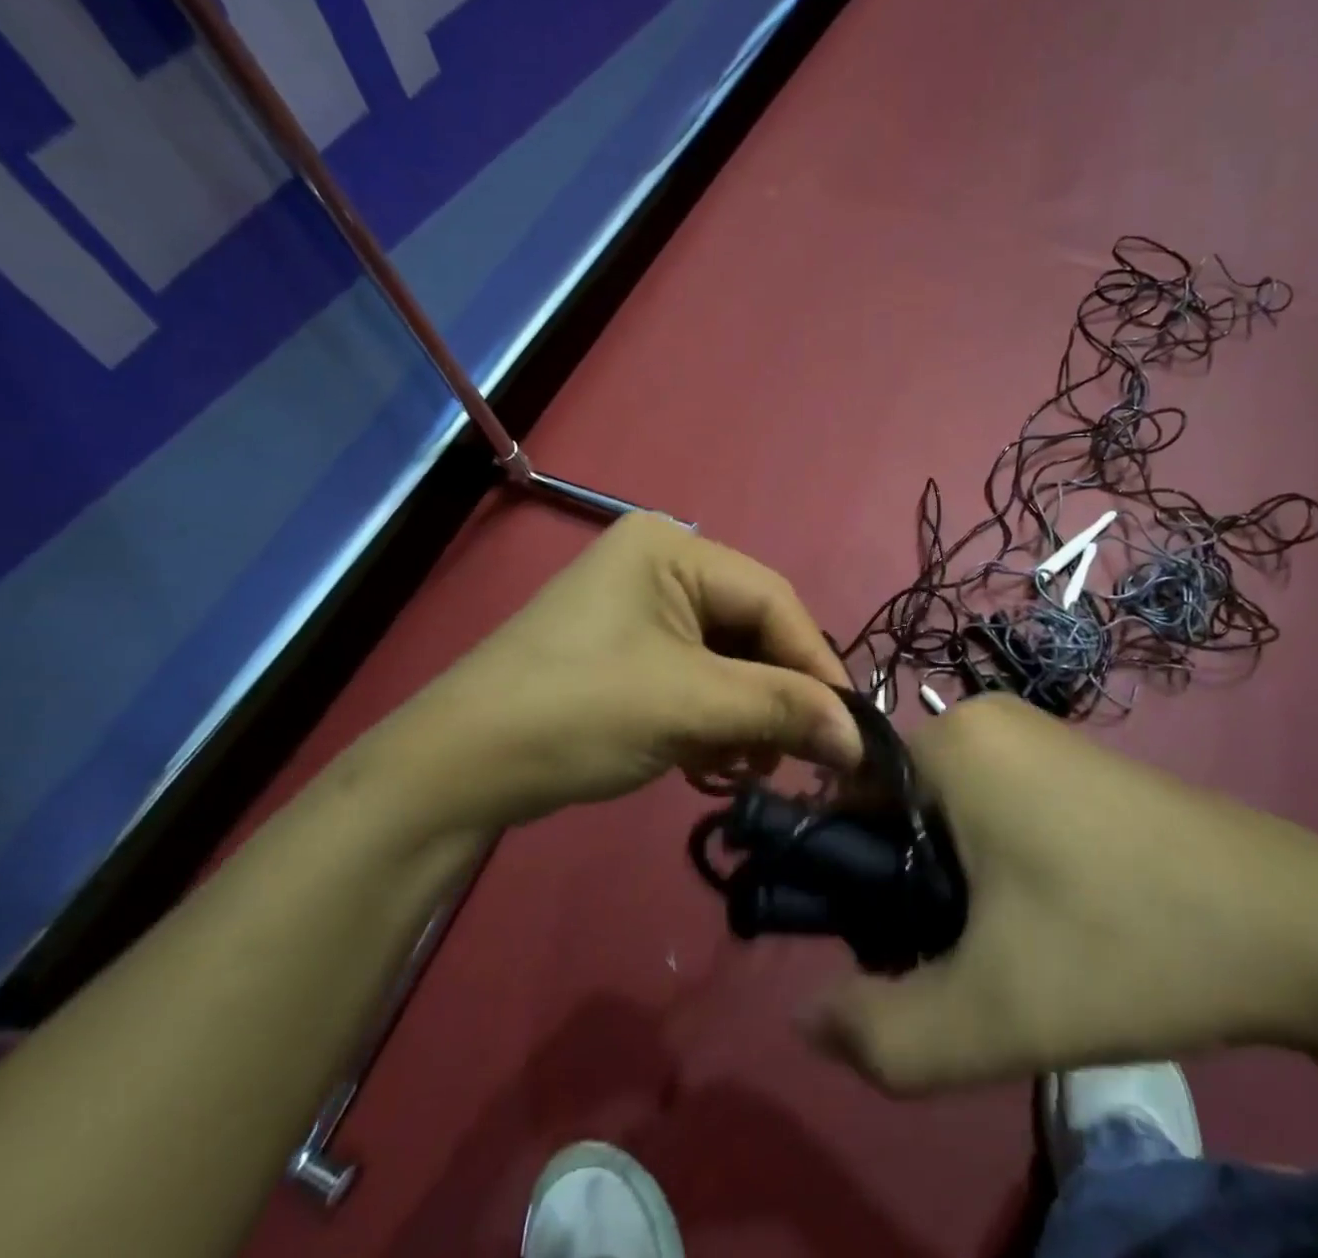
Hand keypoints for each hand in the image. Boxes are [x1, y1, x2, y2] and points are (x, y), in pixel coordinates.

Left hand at [350, 515, 861, 834]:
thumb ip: (782, 710)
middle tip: (795, 756)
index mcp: (672, 548)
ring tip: (742, 766)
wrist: (456, 768)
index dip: (815, 665)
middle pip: (751, 630)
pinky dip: (711, 719)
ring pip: (727, 659)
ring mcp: (640, 608)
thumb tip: (860, 739)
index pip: (773, 600)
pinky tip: (706, 761)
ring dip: (744, 715)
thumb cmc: (578, 712)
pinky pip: (695, 677)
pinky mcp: (627, 650)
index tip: (850, 729)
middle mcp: (660, 564)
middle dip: (775, 696)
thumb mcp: (691, 706)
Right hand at [808, 695, 1317, 1090]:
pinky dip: (993, 862)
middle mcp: (982, 717)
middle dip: (904, 887)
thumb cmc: (1128, 943)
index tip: (888, 946)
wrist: (1302, 928)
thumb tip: (806, 1019)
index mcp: (949, 741)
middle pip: (896, 806)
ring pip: (946, 811)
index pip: (845, 796)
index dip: (848, 878)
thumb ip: (882, 1034)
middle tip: (955, 963)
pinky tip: (1047, 920)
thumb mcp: (993, 1014)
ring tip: (1005, 952)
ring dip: (949, 882)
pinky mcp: (1073, 759)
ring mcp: (1034, 733)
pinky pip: (994, 804)